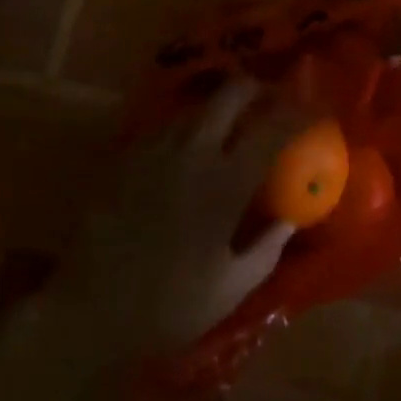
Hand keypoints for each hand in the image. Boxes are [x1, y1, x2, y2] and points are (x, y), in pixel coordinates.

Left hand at [50, 77, 305, 363]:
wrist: (88, 312)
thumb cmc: (167, 307)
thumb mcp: (230, 289)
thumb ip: (267, 248)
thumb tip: (290, 217)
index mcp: (225, 182)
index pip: (272, 128)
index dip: (298, 111)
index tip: (313, 109)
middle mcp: (193, 151)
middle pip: (232, 92)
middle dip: (256, 89)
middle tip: (269, 102)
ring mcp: (156, 147)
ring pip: (198, 104)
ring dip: (221, 106)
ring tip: (231, 126)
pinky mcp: (128, 154)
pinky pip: (167, 124)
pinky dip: (188, 126)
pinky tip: (188, 151)